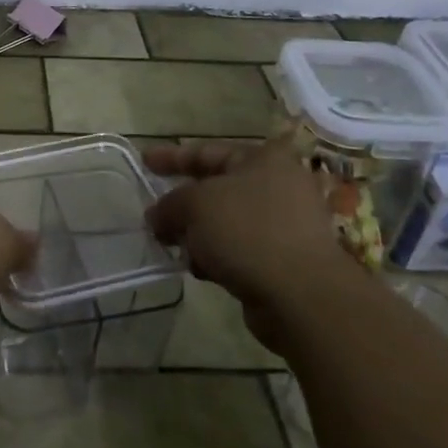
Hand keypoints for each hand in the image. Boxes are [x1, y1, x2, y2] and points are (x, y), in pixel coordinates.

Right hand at [144, 136, 350, 349]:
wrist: (302, 296)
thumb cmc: (248, 231)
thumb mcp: (196, 205)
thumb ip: (169, 205)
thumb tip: (156, 217)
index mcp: (263, 158)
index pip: (207, 151)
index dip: (172, 156)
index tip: (144, 161)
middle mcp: (278, 185)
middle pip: (217, 188)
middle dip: (183, 203)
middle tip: (154, 213)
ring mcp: (285, 224)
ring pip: (226, 222)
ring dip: (197, 234)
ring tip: (171, 247)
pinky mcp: (284, 260)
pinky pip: (238, 249)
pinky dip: (216, 255)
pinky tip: (200, 269)